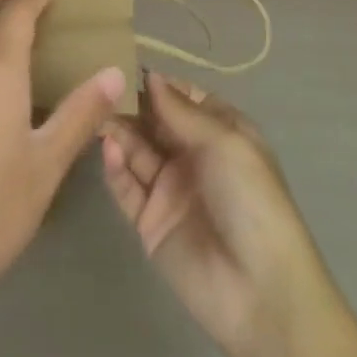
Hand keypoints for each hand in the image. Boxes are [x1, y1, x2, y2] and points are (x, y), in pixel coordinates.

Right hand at [100, 72, 332, 356]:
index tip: (124, 63)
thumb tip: (151, 75)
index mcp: (220, 133)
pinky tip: (108, 148)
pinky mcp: (150, 221)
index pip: (182, 98)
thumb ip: (181, 110)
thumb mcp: (225, 143)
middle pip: (153, 121)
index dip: (157, 83)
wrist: (261, 293)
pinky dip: (115, 166)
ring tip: (95, 112)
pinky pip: (127, 186)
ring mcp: (170, 189)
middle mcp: (193, 156)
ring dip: (118, 130)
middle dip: (130, 103)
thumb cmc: (252, 201)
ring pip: (136, 149)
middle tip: (98, 85)